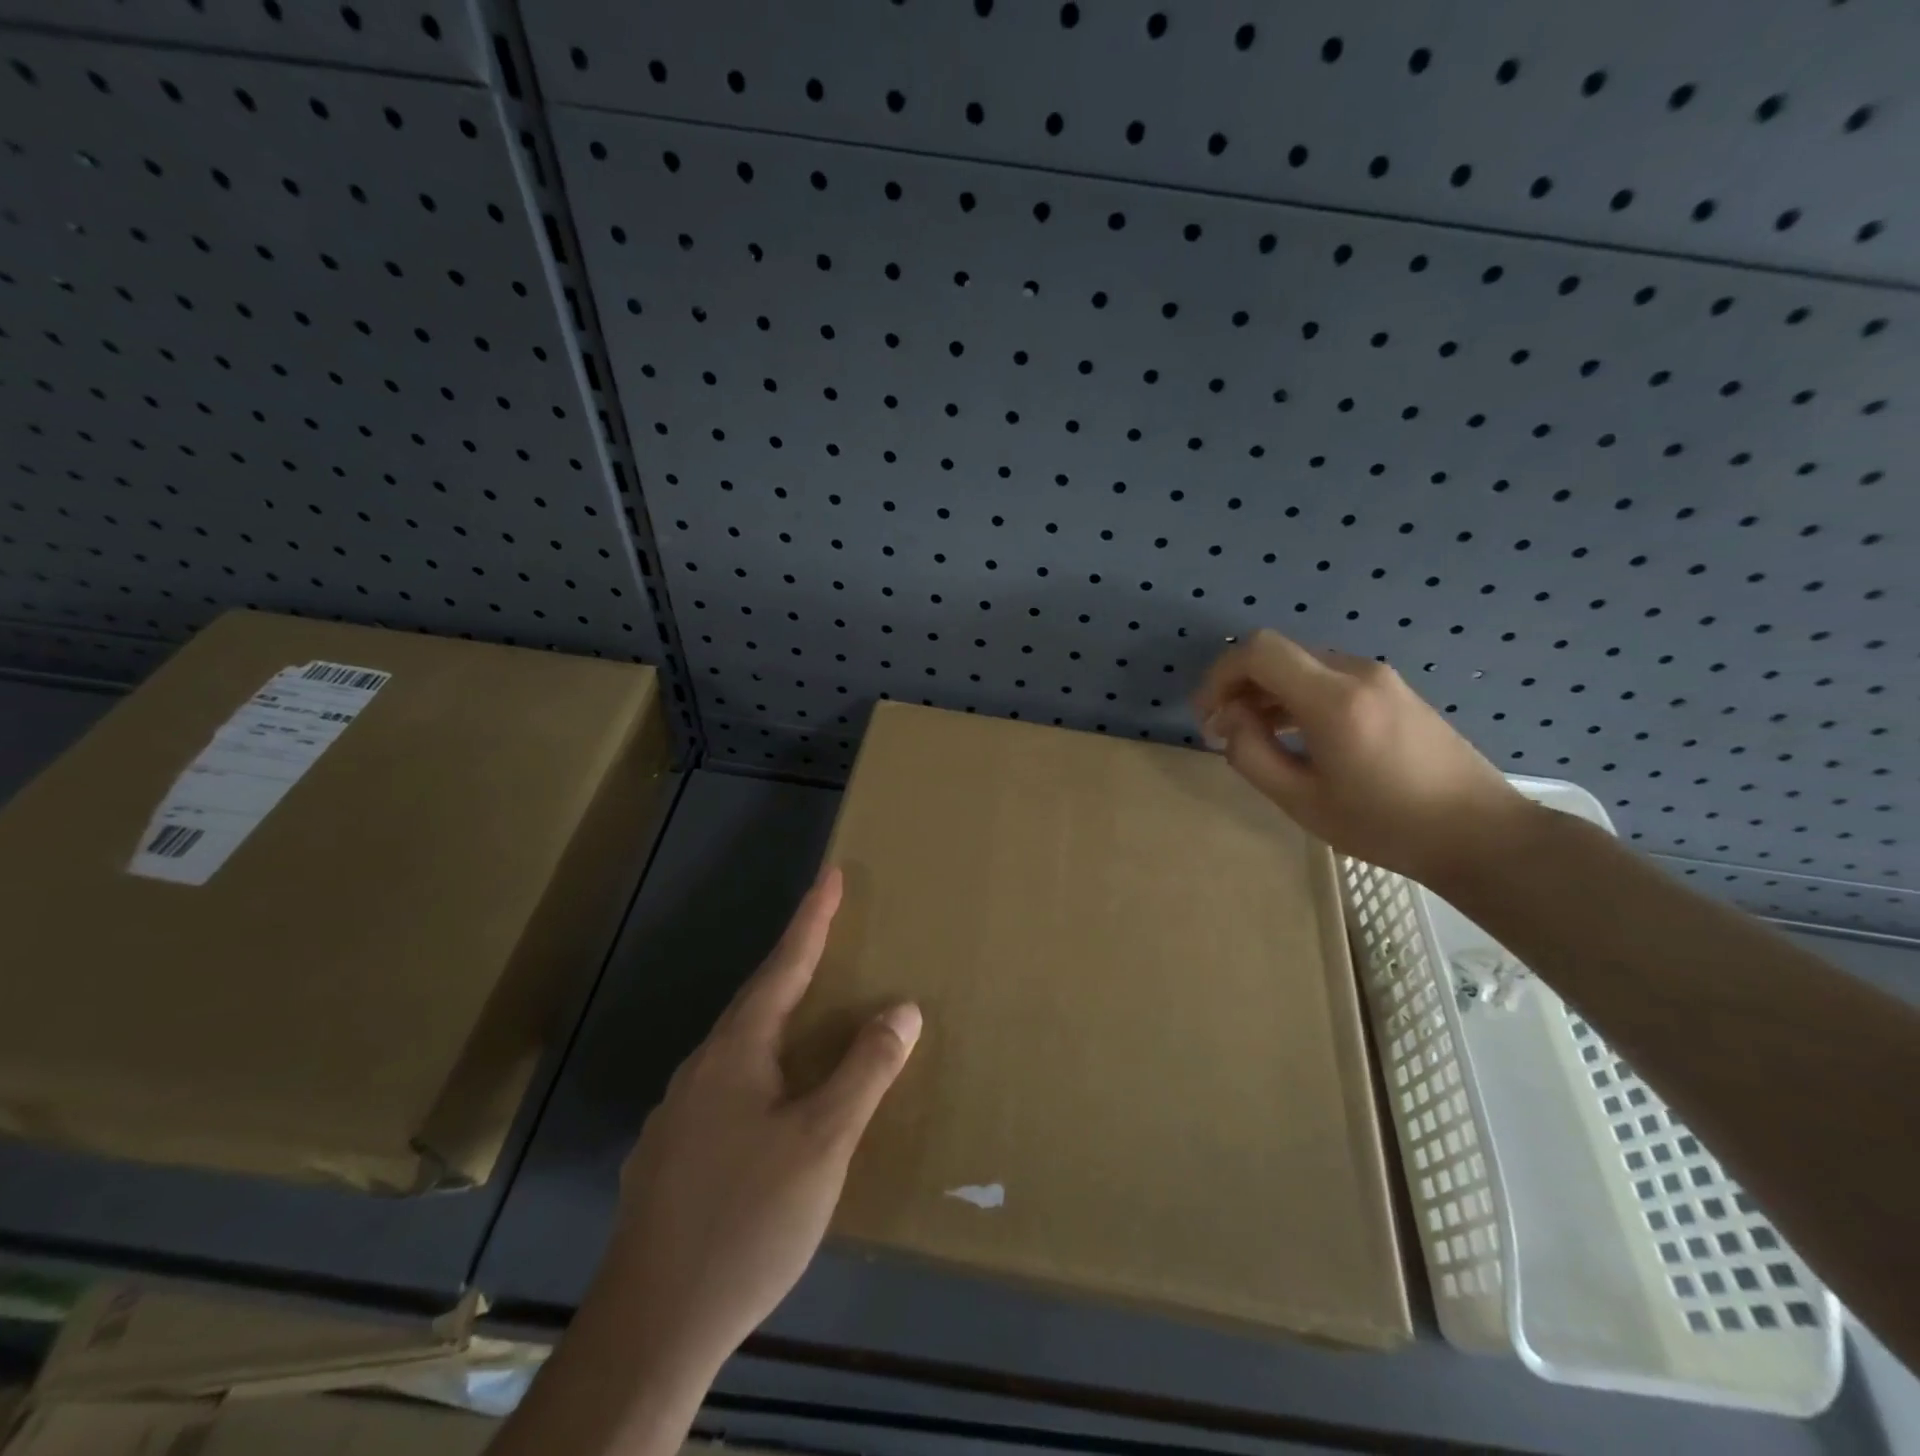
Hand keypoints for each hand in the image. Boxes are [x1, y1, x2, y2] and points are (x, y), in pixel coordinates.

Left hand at [599, 866, 920, 1376]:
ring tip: (807, 1019)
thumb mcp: (823, 1142)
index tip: (830, 875)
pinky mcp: (668, 1158)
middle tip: (827, 938)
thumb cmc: (747, 1220)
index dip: (811, 920)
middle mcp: (700, 1070)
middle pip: (757, 1002)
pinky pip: (724, 1090)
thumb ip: (865, 1070)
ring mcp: (676, 1115)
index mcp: (736, 1052)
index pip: (783, 966)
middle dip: (794, 964)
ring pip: (737, 1049)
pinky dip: (759, 1073)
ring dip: (775, 1022)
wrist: (649, 1329)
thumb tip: (902, 1007)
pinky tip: (768, 1107)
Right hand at [1193, 629, 1530, 886]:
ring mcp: (1380, 678)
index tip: (1208, 716)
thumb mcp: (1302, 801)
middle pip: (1278, 654)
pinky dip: (1296, 696)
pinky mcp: (1393, 690)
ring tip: (1252, 736)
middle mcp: (1357, 672)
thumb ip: (1252, 755)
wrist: (1480, 833)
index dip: (1220, 675)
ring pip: (1301, 665)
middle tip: (1223, 732)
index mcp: (1334, 699)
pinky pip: (1328, 678)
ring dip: (1267, 692)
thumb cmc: (1386, 825)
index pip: (1258, 651)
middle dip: (1239, 686)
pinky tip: (1292, 734)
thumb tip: (1231, 722)